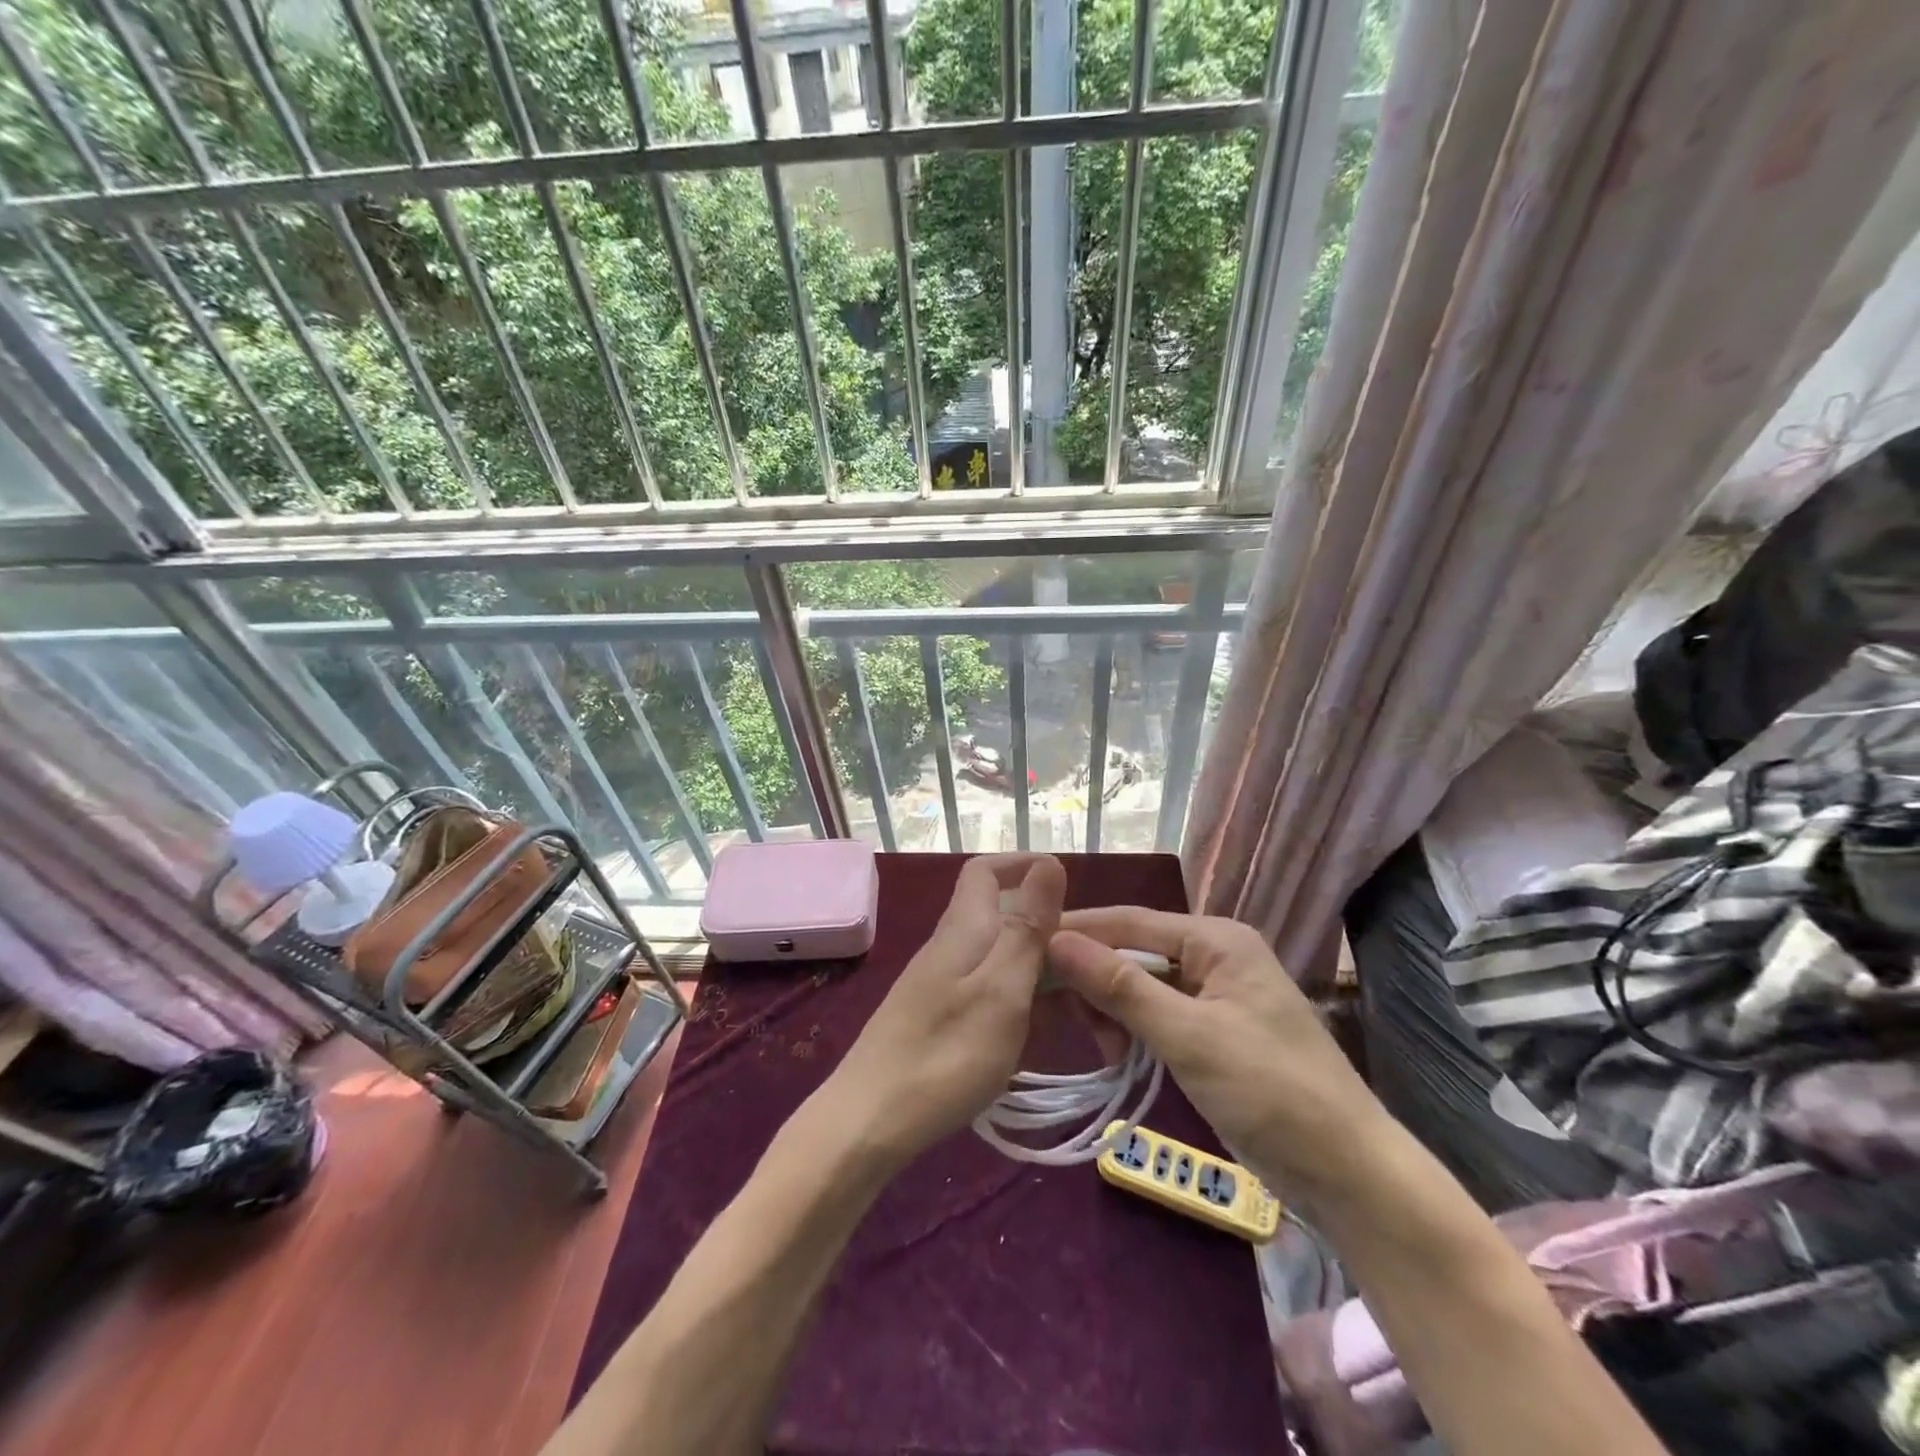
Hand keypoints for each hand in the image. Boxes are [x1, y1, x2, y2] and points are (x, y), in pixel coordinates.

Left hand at [820, 854, 1066, 1164]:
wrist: (870, 1121)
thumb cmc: (946, 1052)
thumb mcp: (1001, 988)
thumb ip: (1027, 926)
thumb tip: (1048, 861)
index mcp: (965, 927)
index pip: (987, 871)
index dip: (1022, 866)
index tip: (1068, 887)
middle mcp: (952, 945)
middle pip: (1004, 917)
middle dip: (1052, 934)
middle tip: (1098, 969)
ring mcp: (943, 982)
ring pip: (1002, 958)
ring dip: (1043, 974)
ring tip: (1083, 1010)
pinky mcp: (940, 1016)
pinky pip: (991, 991)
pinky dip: (1022, 1002)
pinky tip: (1041, 1034)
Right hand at [1048, 907, 1387, 1199]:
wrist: (1348, 1173)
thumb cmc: (1269, 1091)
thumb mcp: (1187, 1036)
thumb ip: (1120, 986)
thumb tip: (1056, 940)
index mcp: (1216, 939)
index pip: (1130, 920)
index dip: (1077, 931)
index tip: (1026, 946)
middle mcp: (1215, 955)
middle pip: (1134, 951)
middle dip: (1098, 981)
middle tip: (1071, 1021)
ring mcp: (1216, 994)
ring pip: (1142, 985)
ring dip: (1115, 1010)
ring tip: (1107, 1050)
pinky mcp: (1214, 1030)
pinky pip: (1158, 1013)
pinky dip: (1135, 1030)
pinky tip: (1121, 1055)